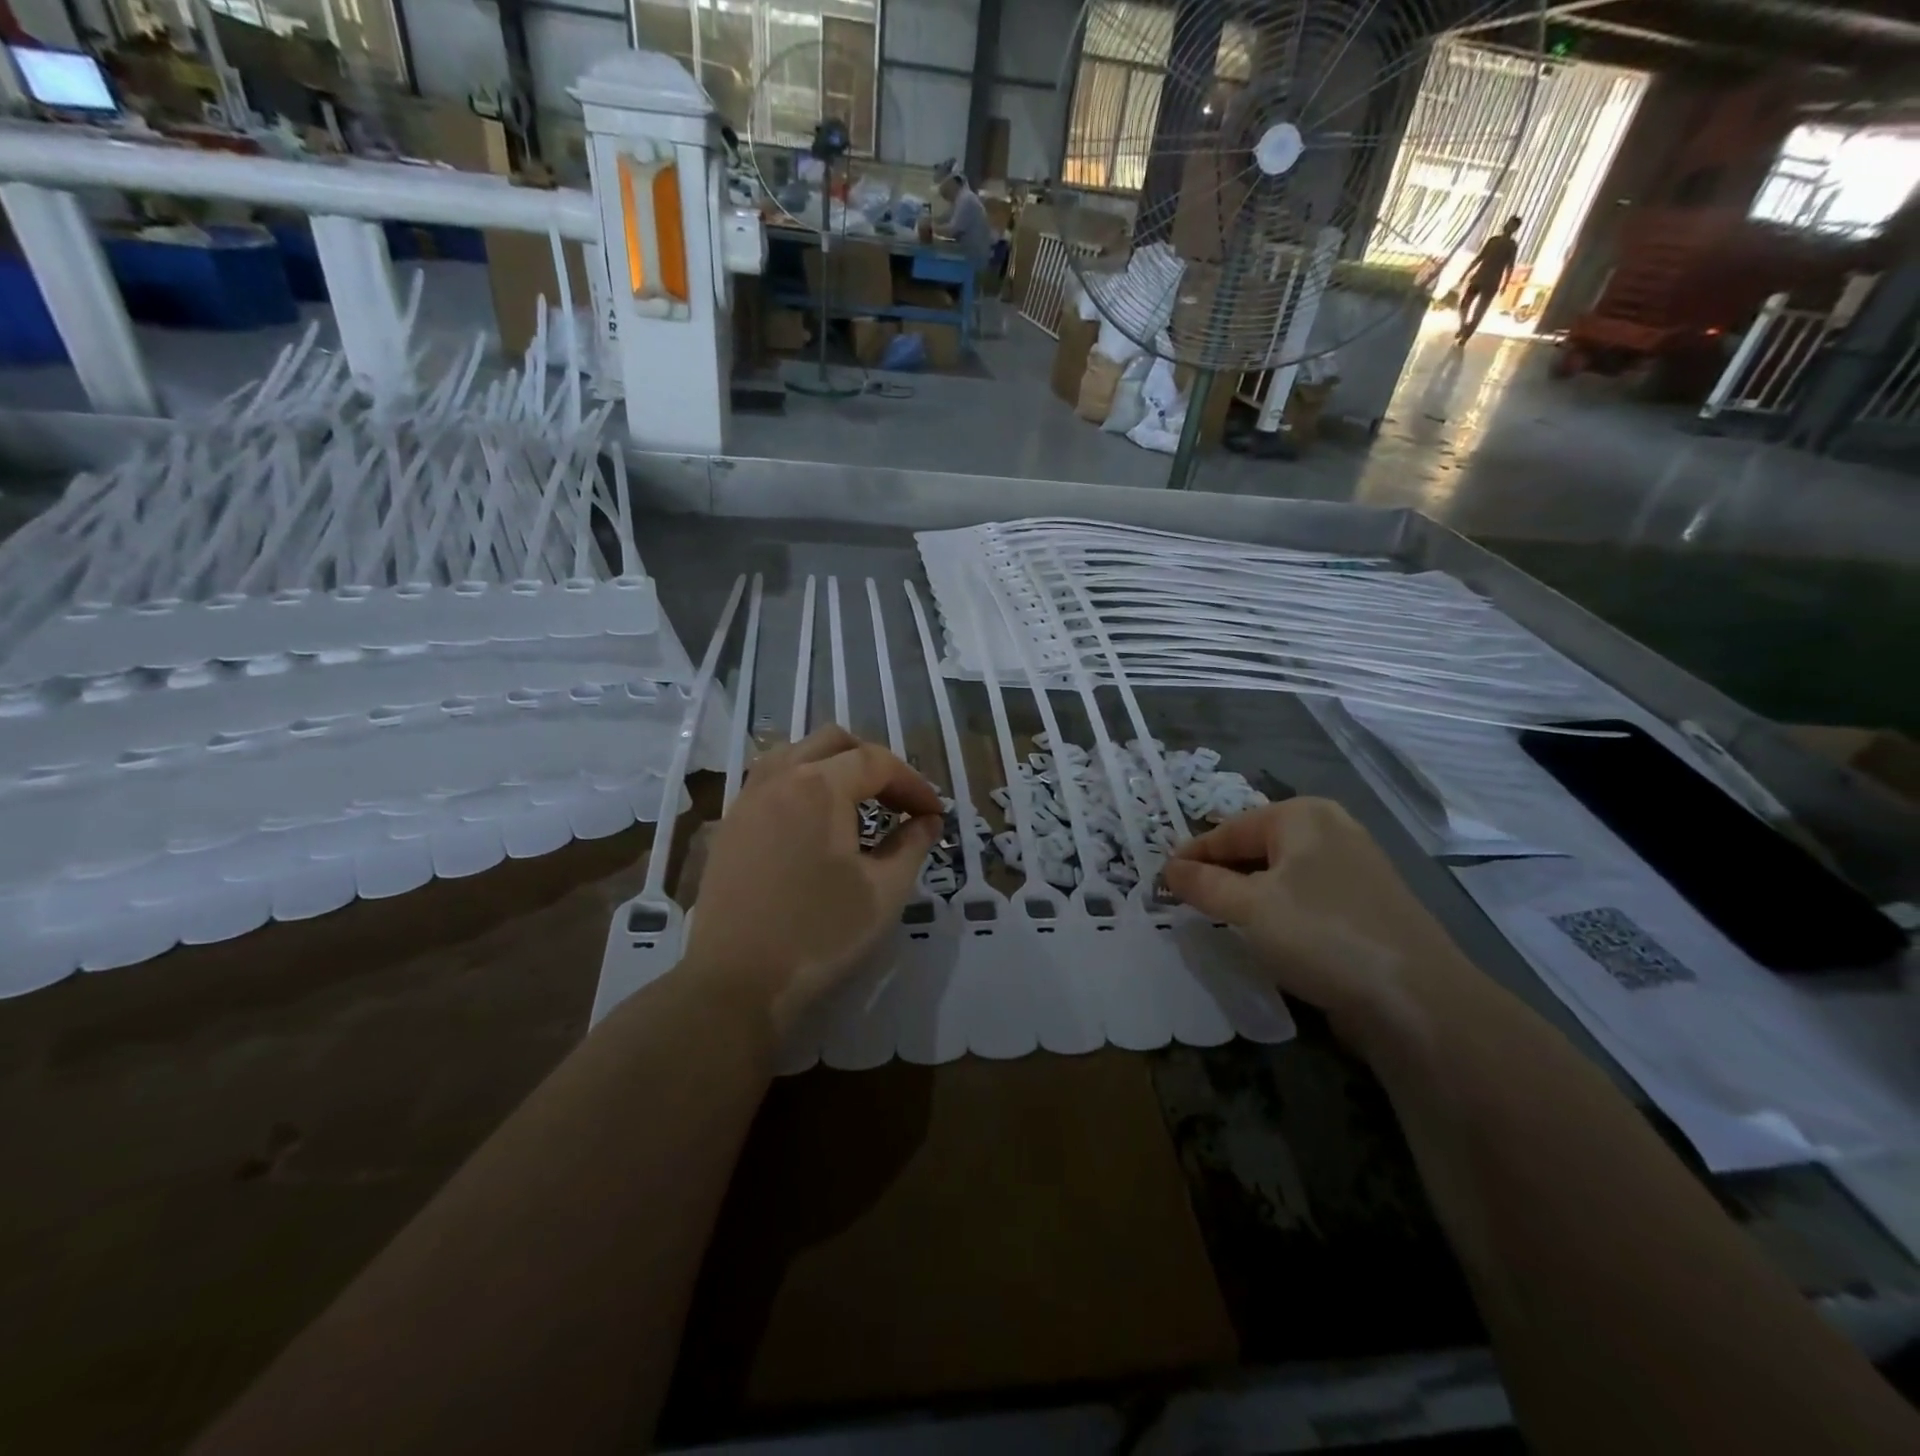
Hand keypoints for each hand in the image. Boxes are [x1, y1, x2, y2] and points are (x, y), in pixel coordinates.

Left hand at [682, 726, 943, 1038]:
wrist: (736, 982)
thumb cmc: (820, 934)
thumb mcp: (884, 892)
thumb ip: (912, 846)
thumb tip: (927, 822)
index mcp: (819, 786)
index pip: (878, 762)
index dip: (914, 785)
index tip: (934, 816)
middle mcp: (779, 778)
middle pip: (834, 742)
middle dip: (875, 763)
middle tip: (899, 803)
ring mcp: (747, 800)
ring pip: (796, 754)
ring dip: (833, 767)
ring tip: (858, 804)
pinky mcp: (729, 826)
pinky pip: (770, 781)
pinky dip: (802, 785)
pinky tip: (815, 825)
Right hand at [1162, 798, 1481, 1045]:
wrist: (1417, 1001)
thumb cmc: (1321, 935)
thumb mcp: (1248, 907)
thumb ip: (1203, 884)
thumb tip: (1168, 869)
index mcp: (1303, 815)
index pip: (1229, 830)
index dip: (1192, 856)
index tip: (1161, 881)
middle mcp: (1332, 830)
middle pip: (1256, 848)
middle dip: (1220, 874)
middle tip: (1186, 901)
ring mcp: (1355, 868)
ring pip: (1281, 875)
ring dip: (1247, 895)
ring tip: (1219, 920)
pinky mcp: (1368, 906)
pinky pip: (1306, 898)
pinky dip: (1279, 911)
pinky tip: (1267, 937)